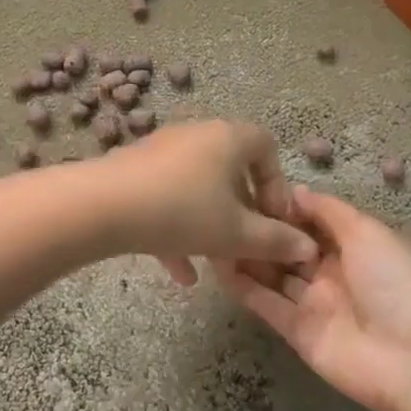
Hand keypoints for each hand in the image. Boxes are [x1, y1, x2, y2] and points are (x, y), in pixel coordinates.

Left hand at [96, 121, 318, 283]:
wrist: (102, 206)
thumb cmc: (183, 212)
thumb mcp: (237, 234)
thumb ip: (276, 241)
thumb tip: (308, 248)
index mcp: (228, 138)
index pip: (267, 148)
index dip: (277, 186)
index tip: (274, 221)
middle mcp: (197, 136)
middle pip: (231, 171)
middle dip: (243, 213)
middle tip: (248, 245)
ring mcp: (162, 152)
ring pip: (198, 190)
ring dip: (211, 226)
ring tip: (218, 264)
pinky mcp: (134, 172)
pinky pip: (167, 199)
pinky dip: (178, 231)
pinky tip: (182, 274)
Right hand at [218, 186, 410, 410]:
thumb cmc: (397, 281)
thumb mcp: (368, 233)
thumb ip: (328, 211)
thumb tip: (294, 190)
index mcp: (356, 245)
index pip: (312, 221)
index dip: (284, 207)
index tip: (250, 190)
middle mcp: (334, 272)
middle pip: (290, 248)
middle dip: (262, 231)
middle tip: (224, 211)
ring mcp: (315, 304)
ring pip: (275, 275)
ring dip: (248, 257)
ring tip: (213, 235)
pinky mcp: (298, 333)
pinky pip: (267, 304)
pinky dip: (244, 288)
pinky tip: (218, 267)